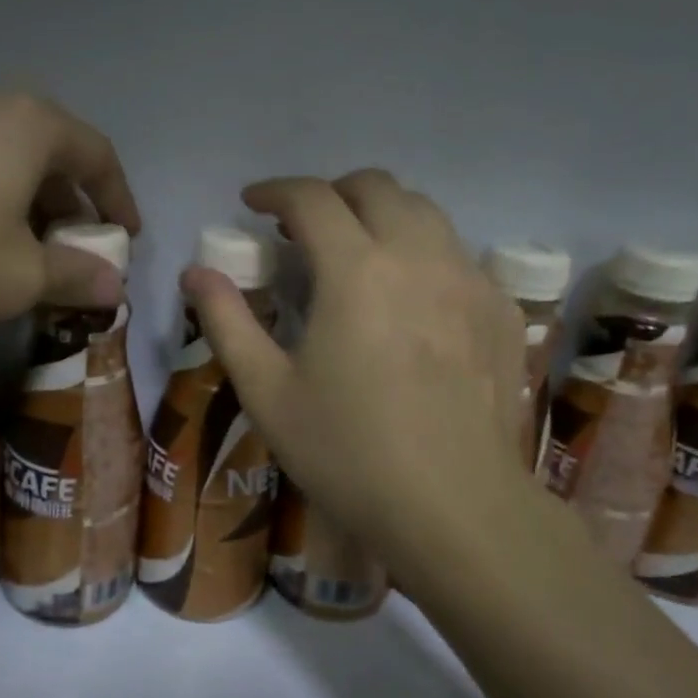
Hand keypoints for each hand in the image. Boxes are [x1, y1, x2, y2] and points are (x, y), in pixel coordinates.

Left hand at [0, 83, 140, 355]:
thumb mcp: (19, 277)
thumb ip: (75, 276)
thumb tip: (113, 285)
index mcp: (29, 124)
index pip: (97, 155)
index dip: (118, 200)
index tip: (126, 237)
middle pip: (47, 152)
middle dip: (67, 205)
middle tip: (71, 249)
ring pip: (0, 157)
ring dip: (22, 202)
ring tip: (17, 250)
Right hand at [181, 170, 547, 595]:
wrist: (455, 510)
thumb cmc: (347, 452)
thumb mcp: (266, 392)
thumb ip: (227, 321)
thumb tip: (195, 272)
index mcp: (356, 271)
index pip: (312, 198)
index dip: (275, 191)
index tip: (252, 204)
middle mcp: (419, 257)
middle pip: (377, 187)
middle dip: (332, 193)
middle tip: (303, 228)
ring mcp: (470, 281)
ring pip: (425, 212)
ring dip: (381, 215)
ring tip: (356, 253)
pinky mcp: (502, 311)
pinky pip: (459, 255)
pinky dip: (423, 253)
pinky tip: (410, 300)